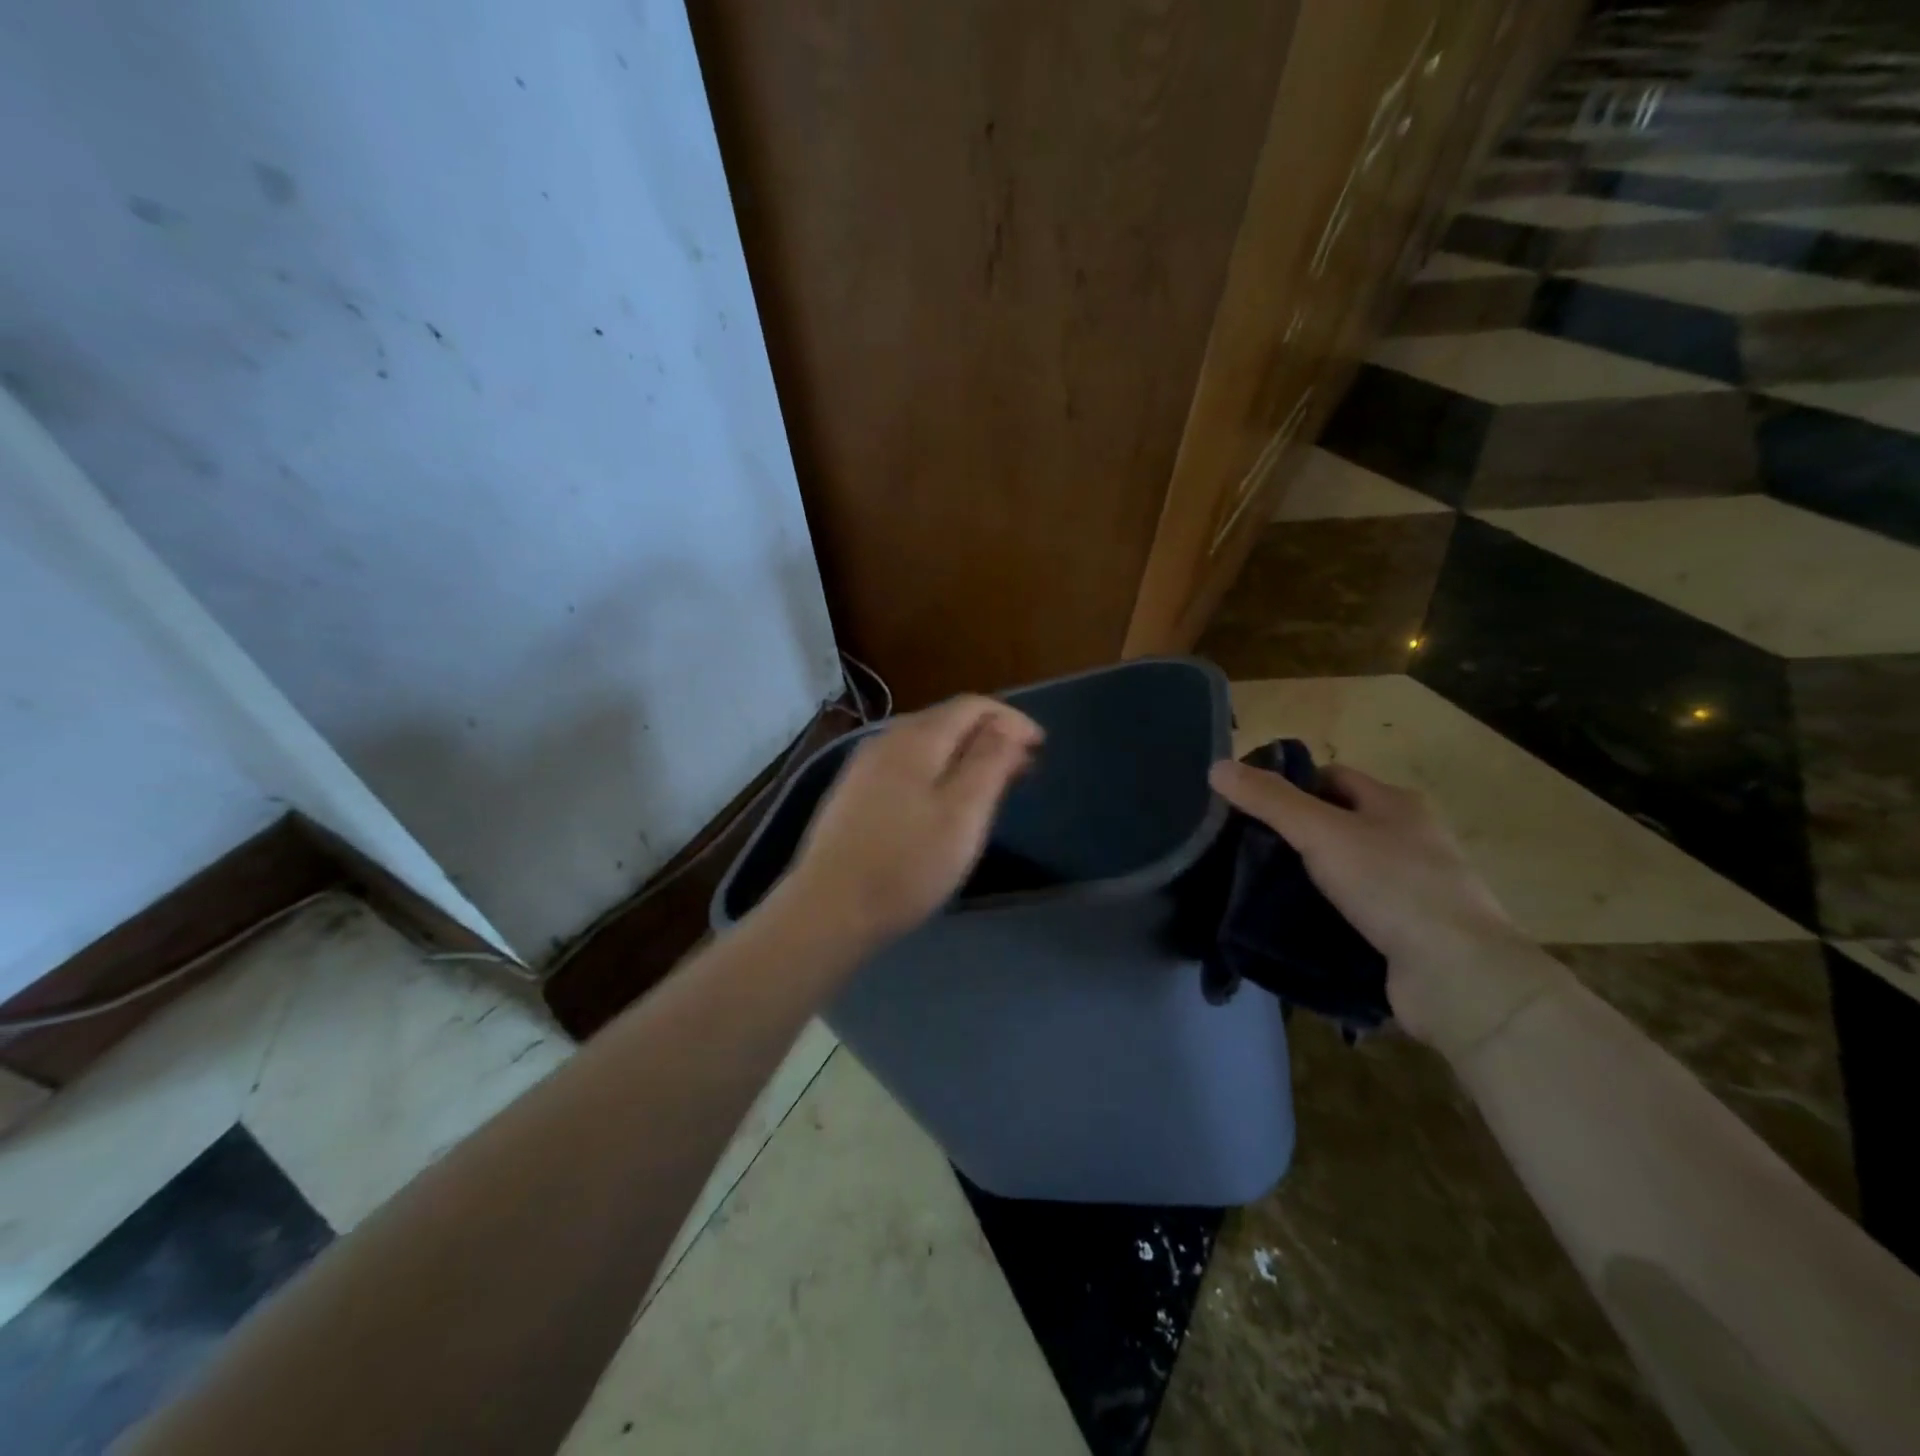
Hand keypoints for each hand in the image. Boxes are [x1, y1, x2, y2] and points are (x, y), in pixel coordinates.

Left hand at [781, 695, 1043, 950]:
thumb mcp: (963, 813)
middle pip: (947, 719)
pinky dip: (937, 768)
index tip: (1041, 747)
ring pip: (926, 742)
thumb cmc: (907, 863)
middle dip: (990, 735)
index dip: (1011, 719)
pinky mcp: (853, 791)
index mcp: (917, 737)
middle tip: (1023, 767)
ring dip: (964, 753)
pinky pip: (906, 763)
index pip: (972, 705)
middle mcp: (887, 739)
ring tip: (991, 782)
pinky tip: (943, 798)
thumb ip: (989, 761)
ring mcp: (865, 765)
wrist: (829, 908)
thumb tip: (1007, 725)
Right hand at [1209, 759, 1561, 1061]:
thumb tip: (1216, 766)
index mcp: (1396, 805)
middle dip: (1291, 834)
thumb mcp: (1321, 832)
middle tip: (1240, 848)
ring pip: (1340, 872)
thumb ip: (1269, 800)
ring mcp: (1408, 890)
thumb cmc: (1392, 885)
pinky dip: (1320, 916)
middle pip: (1335, 824)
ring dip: (1303, 879)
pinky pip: (1349, 913)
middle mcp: (1407, 841)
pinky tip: (1286, 925)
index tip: (1245, 804)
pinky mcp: (1402, 934)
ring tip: (1252, 887)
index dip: (1289, 783)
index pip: (1332, 777)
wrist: (1457, 976)